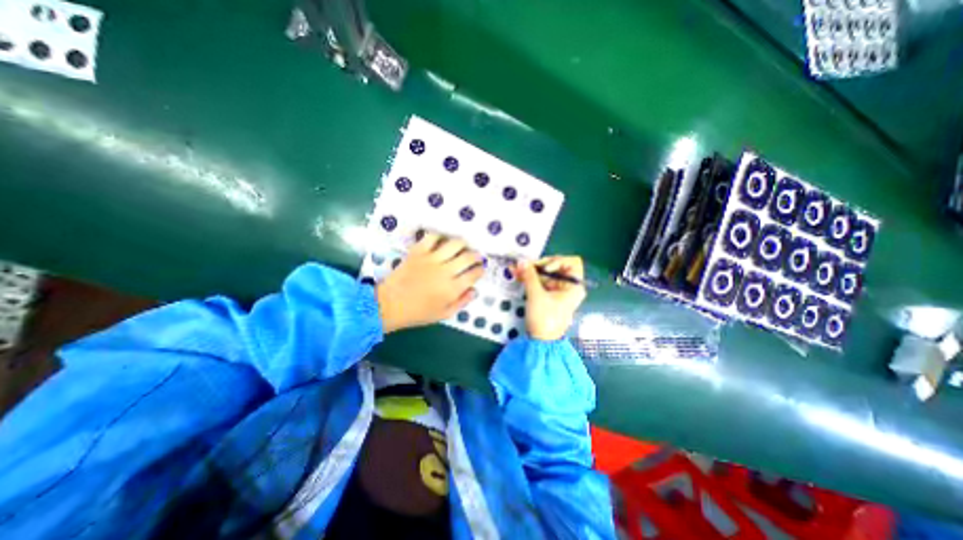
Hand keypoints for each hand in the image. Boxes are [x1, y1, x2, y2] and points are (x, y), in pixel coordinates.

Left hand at [373, 232, 485, 333]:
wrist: (389, 305)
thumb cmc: (417, 313)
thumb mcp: (443, 314)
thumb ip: (462, 302)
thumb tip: (474, 290)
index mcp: (452, 289)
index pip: (474, 274)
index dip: (480, 270)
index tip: (481, 268)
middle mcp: (445, 271)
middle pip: (468, 257)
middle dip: (476, 255)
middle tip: (476, 256)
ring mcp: (431, 259)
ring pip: (454, 244)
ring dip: (463, 244)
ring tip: (463, 246)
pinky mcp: (418, 252)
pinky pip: (433, 237)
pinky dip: (440, 236)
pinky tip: (443, 240)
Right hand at [519, 256, 586, 339]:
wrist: (541, 342)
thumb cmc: (545, 319)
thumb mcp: (536, 295)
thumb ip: (530, 276)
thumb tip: (522, 261)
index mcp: (574, 286)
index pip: (572, 263)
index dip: (558, 261)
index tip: (545, 268)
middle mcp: (568, 286)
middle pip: (556, 267)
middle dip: (538, 265)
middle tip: (524, 265)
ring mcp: (558, 291)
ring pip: (545, 274)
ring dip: (531, 271)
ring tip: (516, 268)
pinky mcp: (548, 295)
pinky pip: (540, 282)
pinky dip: (530, 278)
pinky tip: (518, 274)